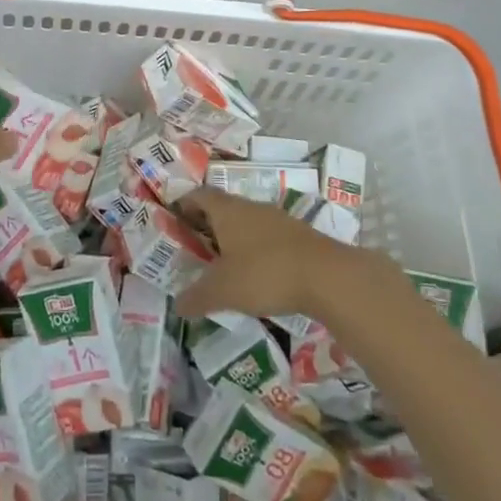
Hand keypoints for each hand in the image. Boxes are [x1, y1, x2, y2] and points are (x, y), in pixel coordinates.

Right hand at [174, 188, 361, 320]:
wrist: (326, 275)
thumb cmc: (264, 273)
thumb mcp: (223, 291)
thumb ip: (196, 297)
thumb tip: (177, 306)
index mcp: (227, 211)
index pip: (200, 195)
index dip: (185, 203)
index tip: (174, 218)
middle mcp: (251, 207)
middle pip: (223, 207)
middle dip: (207, 223)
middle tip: (194, 245)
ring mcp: (277, 219)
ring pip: (247, 221)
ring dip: (233, 237)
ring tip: (223, 262)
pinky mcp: (298, 235)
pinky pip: (267, 235)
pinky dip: (255, 248)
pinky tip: (255, 273)